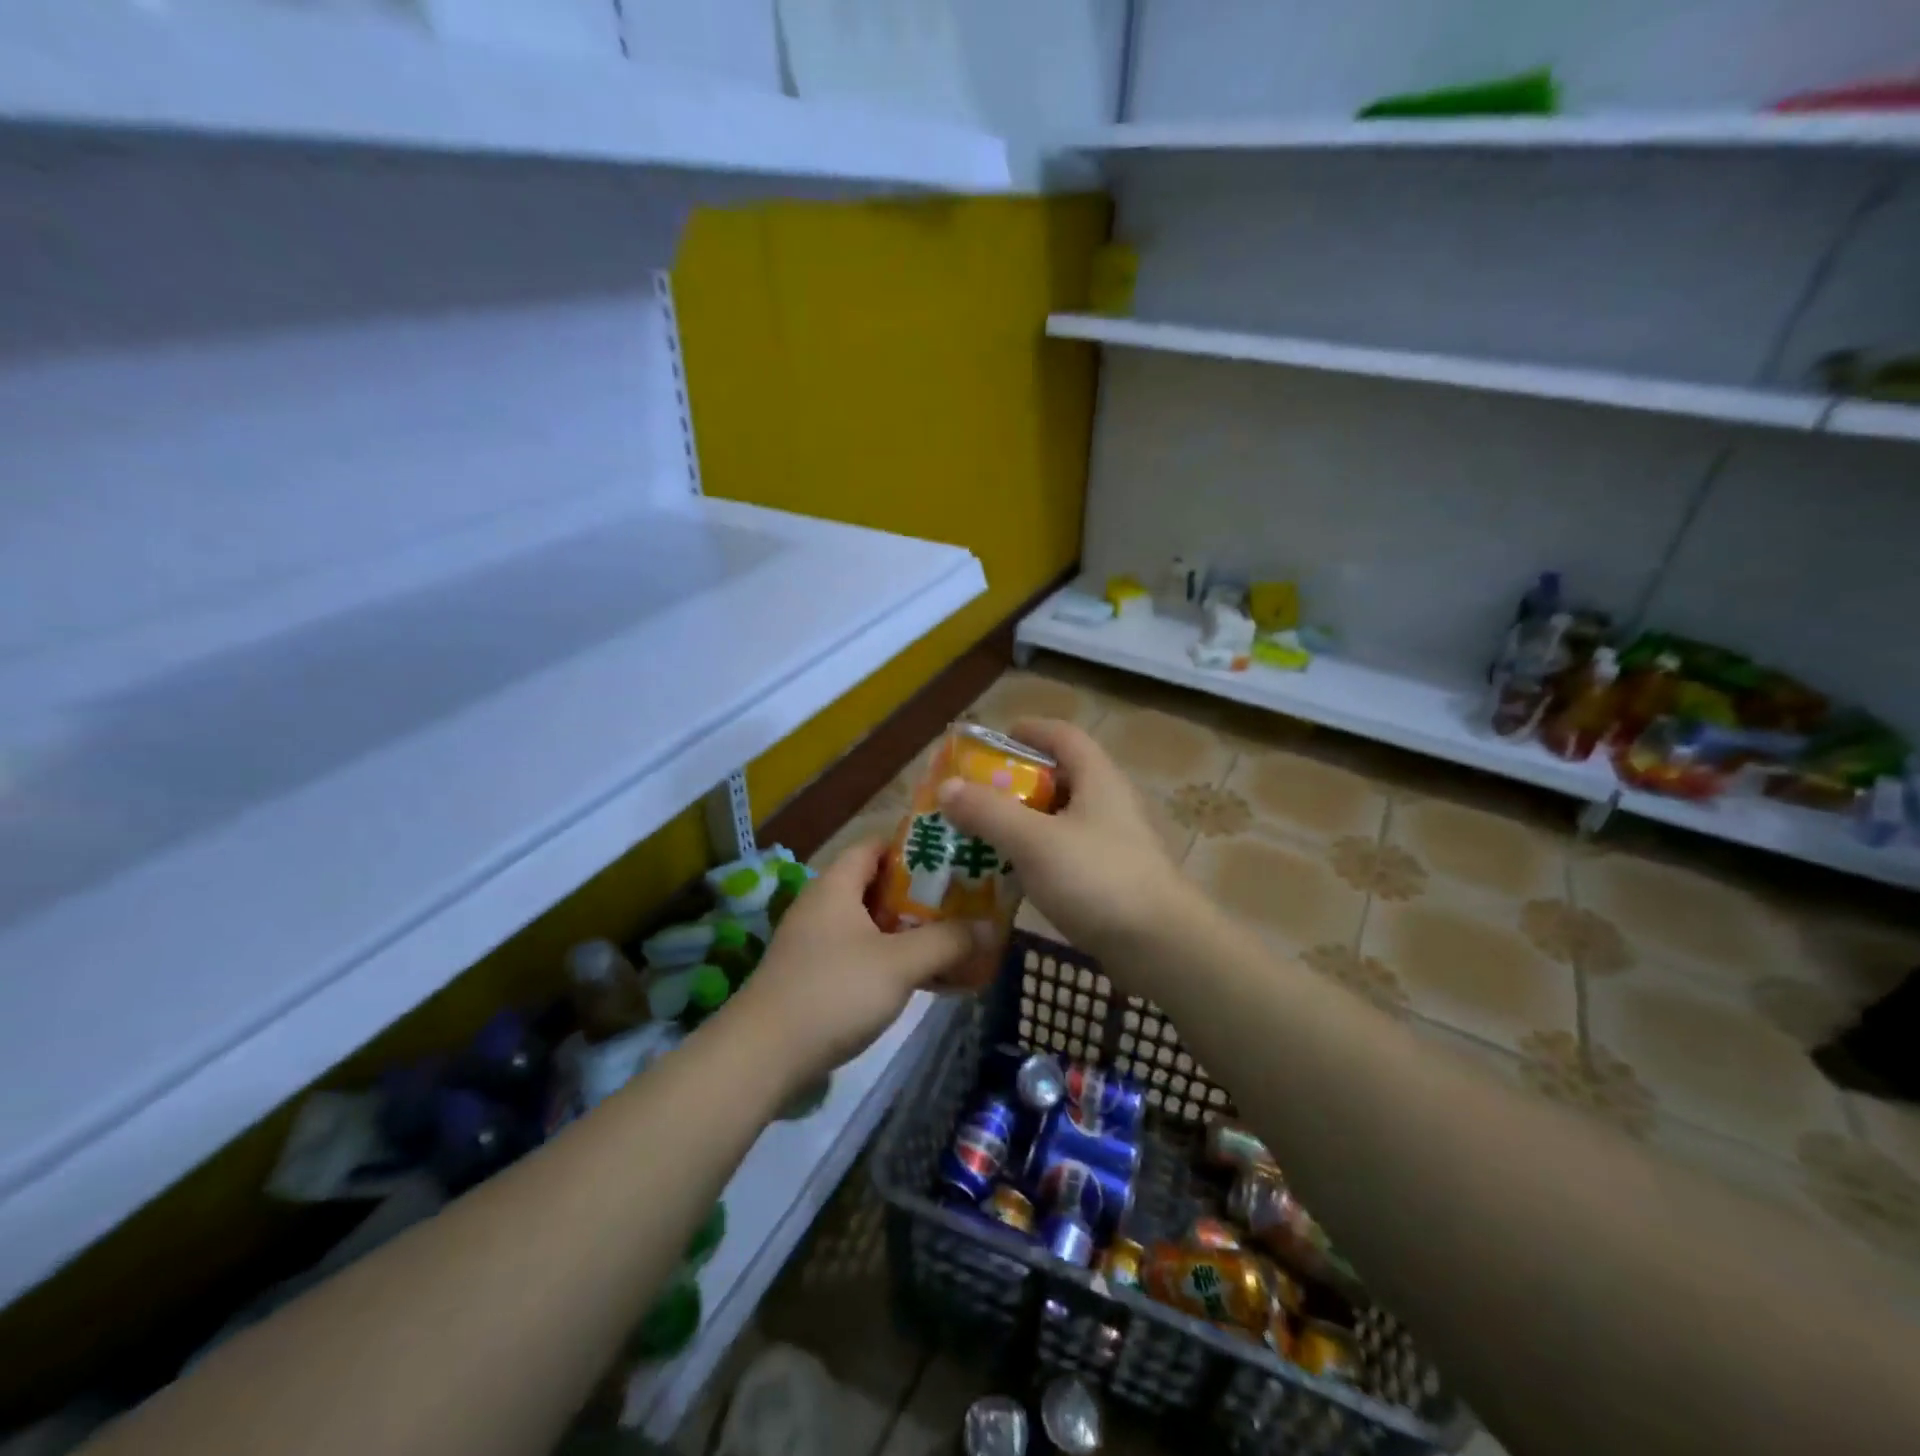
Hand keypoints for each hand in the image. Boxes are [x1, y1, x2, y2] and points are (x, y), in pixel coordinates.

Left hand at [723, 840, 986, 1088]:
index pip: (876, 844)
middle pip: (878, 884)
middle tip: (965, 898)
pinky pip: (863, 953)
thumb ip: (947, 941)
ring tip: (954, 936)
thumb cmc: (833, 992)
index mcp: (836, 885)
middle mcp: (823, 905)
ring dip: (910, 929)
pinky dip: (893, 958)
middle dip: (922, 892)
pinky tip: (924, 977)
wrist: (763, 1056)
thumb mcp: (899, 964)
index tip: (954, 853)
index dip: (914, 844)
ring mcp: (816, 942)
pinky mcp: (815, 976)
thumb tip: (991, 927)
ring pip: (872, 923)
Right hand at [938, 717, 1192, 960]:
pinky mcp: (1111, 878)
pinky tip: (1010, 875)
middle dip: (1015, 783)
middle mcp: (1109, 803)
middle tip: (974, 794)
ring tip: (981, 834)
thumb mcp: (1034, 841)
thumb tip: (947, 786)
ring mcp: (1113, 842)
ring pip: (1059, 820)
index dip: (1029, 730)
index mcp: (1098, 778)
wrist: (1160, 946)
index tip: (993, 739)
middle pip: (1059, 778)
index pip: (1062, 736)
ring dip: (1023, 822)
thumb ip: (988, 812)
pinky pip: (1065, 854)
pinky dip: (1036, 856)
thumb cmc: (1097, 879)